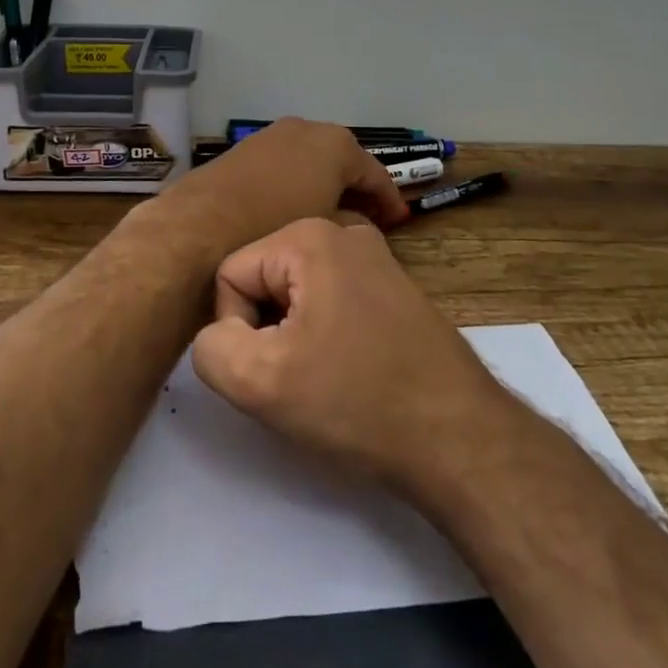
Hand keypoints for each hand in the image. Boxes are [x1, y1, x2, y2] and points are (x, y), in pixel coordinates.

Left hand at [142, 119, 409, 257]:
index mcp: (335, 145)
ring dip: (325, 185)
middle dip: (356, 189)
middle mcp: (306, 129)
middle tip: (369, 220)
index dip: (389, 200)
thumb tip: (357, 222)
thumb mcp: (325, 230)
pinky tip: (296, 209)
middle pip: (342, 161)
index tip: (399, 222)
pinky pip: (284, 165)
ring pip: (311, 161)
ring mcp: (272, 135)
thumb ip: (351, 223)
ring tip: (332, 217)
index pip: (375, 173)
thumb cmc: (273, 227)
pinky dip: (297, 183)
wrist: (199, 227)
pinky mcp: (245, 149)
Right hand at [190, 217, 507, 491]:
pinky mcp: (392, 286)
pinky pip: (330, 301)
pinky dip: (326, 335)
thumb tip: (219, 334)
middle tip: (296, 378)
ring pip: (295, 295)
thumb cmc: (356, 401)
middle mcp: (343, 231)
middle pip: (263, 280)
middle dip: (266, 332)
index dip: (235, 331)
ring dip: (294, 337)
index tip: (272, 371)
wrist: (458, 437)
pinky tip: (350, 372)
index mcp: (309, 235)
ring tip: (324, 378)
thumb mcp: (258, 382)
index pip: (229, 275)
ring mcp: (374, 256)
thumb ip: (209, 347)